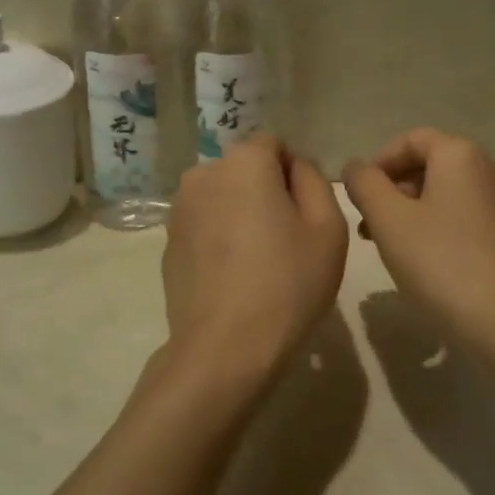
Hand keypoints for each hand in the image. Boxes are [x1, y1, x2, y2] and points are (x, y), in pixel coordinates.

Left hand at [161, 135, 348, 389]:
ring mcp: (178, 210)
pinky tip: (233, 278)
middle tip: (287, 240)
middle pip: (245, 170)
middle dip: (266, 192)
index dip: (295, 175)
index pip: (275, 145)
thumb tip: (295, 168)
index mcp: (243, 162)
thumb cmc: (287, 283)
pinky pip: (204, 226)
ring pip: (222, 198)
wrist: (224, 348)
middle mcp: (203, 174)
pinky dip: (219, 239)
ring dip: (240, 214)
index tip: (305, 214)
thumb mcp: (328, 228)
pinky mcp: (166, 243)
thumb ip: (315, 181)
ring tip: (258, 262)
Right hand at [343, 128, 494, 336]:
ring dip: (410, 210)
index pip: (412, 140)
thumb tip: (356, 168)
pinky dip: (434, 225)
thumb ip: (365, 184)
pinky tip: (419, 258)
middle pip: (430, 165)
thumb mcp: (388, 219)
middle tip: (367, 223)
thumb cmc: (440, 261)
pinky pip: (462, 215)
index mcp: (461, 155)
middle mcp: (489, 169)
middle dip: (392, 189)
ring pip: (445, 193)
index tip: (358, 195)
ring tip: (385, 244)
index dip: (379, 162)